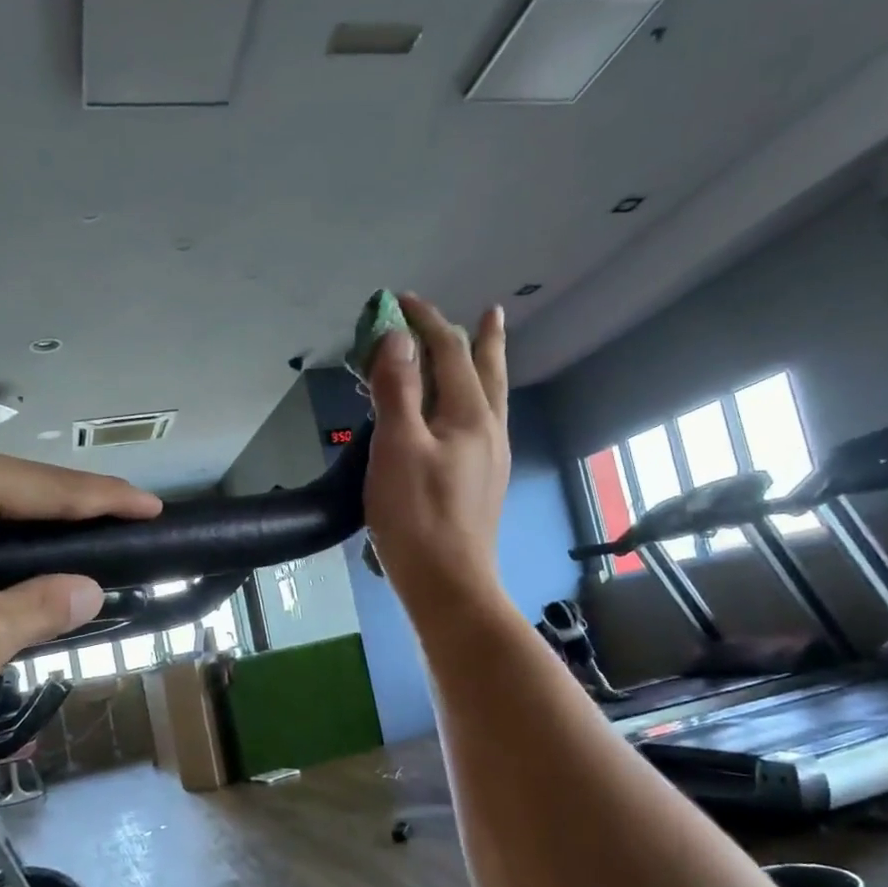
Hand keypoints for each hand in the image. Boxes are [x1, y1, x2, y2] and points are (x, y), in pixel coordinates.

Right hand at [363, 294, 509, 618]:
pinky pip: (481, 425)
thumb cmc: (417, 516)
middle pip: (488, 372)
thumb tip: (397, 339)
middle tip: (490, 313)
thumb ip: (397, 389)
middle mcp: (489, 431)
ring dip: (484, 369)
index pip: (450, 351)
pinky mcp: (482, 485)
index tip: (400, 301)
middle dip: (482, 339)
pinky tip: (465, 417)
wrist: (447, 585)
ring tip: (484, 352)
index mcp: (470, 416)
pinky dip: (473, 402)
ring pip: (491, 400)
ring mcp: (490, 460)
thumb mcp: (397, 446)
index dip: (426, 321)